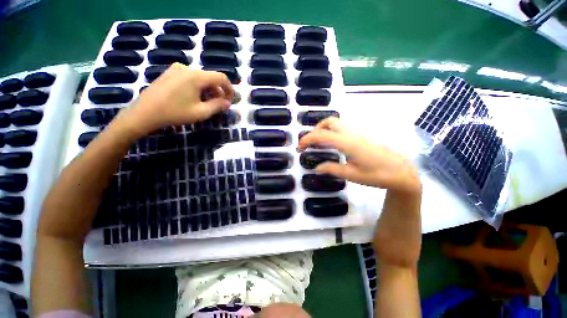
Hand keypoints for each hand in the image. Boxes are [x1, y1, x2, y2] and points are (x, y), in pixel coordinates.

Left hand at [115, 64, 233, 138]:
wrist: (144, 113)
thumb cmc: (175, 113)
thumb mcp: (201, 112)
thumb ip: (218, 106)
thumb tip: (228, 103)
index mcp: (196, 76)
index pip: (221, 77)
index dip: (230, 89)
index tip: (231, 101)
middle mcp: (187, 68)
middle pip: (210, 78)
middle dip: (218, 92)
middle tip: (219, 106)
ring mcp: (176, 70)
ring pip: (200, 79)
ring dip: (208, 91)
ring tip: (207, 104)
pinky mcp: (169, 74)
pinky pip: (190, 78)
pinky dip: (197, 88)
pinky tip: (194, 99)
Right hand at [297, 117, 419, 193]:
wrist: (400, 172)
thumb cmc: (376, 175)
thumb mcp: (352, 175)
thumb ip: (332, 169)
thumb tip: (316, 167)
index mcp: (348, 144)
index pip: (322, 135)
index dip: (307, 139)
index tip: (299, 147)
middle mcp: (352, 134)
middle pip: (330, 122)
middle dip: (316, 129)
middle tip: (310, 143)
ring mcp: (358, 133)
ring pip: (337, 123)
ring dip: (324, 129)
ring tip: (319, 143)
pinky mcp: (361, 136)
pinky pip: (342, 128)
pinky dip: (332, 131)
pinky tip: (332, 144)